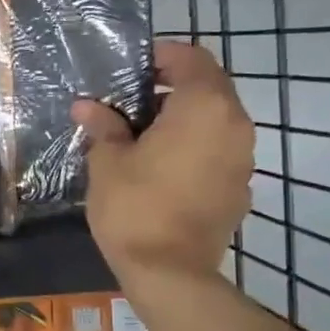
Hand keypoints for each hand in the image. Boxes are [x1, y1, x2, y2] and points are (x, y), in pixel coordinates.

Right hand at [72, 40, 253, 284]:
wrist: (171, 274)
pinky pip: (219, 150)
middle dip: (171, 87)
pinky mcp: (241, 187)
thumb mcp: (108, 161)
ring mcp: (243, 158)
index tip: (132, 68)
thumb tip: (86, 106)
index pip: (191, 57)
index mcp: (204, 106)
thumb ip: (103, 126)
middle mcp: (235, 124)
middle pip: (208, 87)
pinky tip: (163, 167)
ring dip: (184, 118)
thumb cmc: (135, 206)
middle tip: (131, 101)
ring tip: (144, 135)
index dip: (162, 56)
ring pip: (216, 119)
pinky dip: (195, 146)